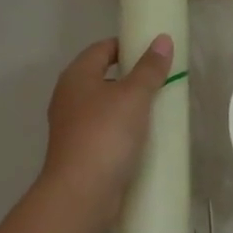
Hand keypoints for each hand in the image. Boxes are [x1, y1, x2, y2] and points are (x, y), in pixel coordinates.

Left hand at [39, 34, 173, 232]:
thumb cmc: (105, 134)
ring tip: (158, 111)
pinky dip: (123, 131)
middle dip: (131, 78)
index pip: (101, 49)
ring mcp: (72, 128)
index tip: (154, 53)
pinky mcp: (81, 153)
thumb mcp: (133, 96)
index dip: (127, 46)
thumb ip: (149, 69)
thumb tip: (163, 40)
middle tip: (162, 82)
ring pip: (104, 108)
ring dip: (128, 108)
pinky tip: (143, 140)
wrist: (82, 192)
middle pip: (102, 78)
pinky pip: (105, 133)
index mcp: (76, 77)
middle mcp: (69, 98)